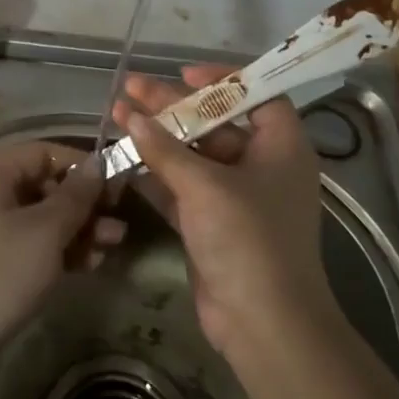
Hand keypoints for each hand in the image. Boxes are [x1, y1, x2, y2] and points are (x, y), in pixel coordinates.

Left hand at [0, 140, 125, 373]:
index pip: (44, 152)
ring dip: (76, 230)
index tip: (116, 189)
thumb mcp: (47, 231)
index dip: (82, 167)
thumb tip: (98, 165)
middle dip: (84, 206)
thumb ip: (77, 195)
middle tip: (118, 228)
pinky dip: (55, 249)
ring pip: (37, 217)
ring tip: (111, 249)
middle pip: (42, 185)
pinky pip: (26, 242)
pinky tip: (87, 266)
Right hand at [116, 66, 331, 358]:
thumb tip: (132, 117)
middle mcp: (261, 167)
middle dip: (172, 106)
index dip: (222, 80)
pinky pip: (181, 187)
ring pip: (192, 155)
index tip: (183, 73)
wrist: (264, 325)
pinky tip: (124, 155)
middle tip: (131, 88)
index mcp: (280, 148)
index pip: (257, 96)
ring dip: (157, 137)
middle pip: (214, 123)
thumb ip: (165, 149)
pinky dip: (155, 172)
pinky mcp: (212, 224)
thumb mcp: (205, 186)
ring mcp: (236, 198)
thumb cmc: (248, 241)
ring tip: (117, 114)